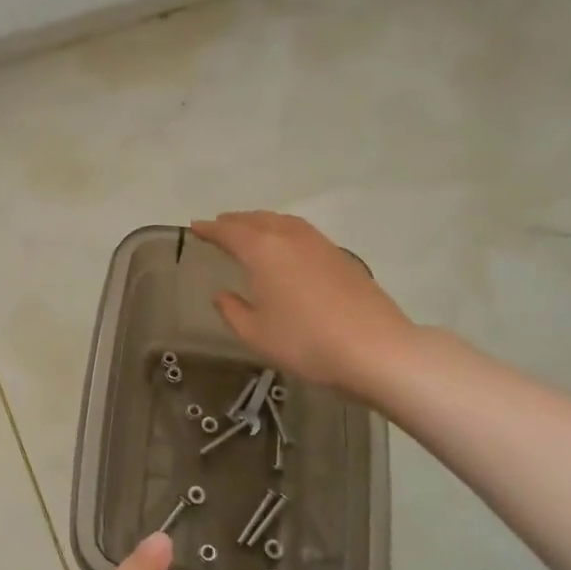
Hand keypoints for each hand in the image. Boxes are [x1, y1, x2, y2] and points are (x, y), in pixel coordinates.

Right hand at [191, 210, 421, 397]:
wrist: (375, 349)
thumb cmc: (306, 343)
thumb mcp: (256, 334)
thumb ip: (233, 311)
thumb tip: (222, 295)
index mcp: (263, 251)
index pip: (229, 232)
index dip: (210, 229)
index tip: (195, 226)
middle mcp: (290, 238)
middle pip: (257, 220)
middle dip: (235, 221)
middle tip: (219, 225)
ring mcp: (319, 244)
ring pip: (283, 222)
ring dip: (261, 222)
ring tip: (250, 230)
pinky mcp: (341, 256)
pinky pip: (302, 232)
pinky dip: (284, 231)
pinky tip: (286, 247)